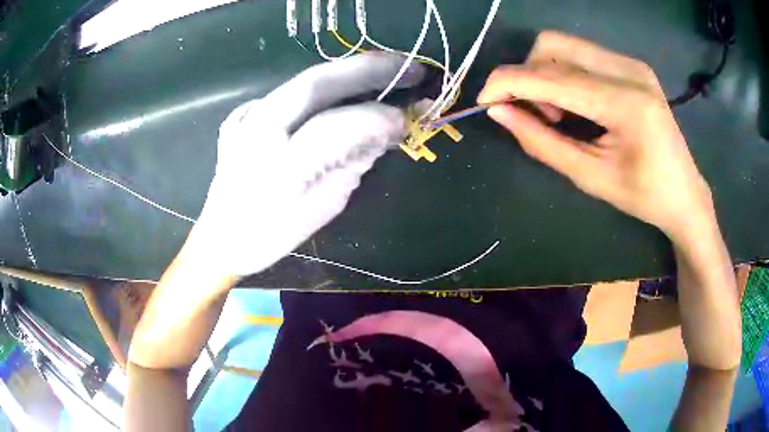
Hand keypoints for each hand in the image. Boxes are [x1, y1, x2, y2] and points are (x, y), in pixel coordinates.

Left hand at [191, 52, 424, 276]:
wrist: (220, 238)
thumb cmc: (270, 235)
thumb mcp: (321, 208)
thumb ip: (353, 165)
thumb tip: (383, 133)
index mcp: (277, 168)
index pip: (333, 127)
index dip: (375, 118)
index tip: (405, 118)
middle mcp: (256, 132)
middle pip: (315, 83)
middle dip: (366, 69)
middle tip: (407, 66)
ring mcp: (245, 118)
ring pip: (303, 81)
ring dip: (347, 74)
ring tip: (382, 72)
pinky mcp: (242, 116)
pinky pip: (289, 92)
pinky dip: (320, 88)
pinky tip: (340, 90)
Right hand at [478, 31, 714, 241]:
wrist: (685, 193)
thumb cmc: (643, 196)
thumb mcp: (590, 177)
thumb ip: (542, 142)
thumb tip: (499, 112)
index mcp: (625, 104)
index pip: (551, 76)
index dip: (508, 82)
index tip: (483, 100)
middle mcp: (628, 70)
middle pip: (553, 45)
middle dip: (528, 74)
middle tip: (535, 113)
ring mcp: (631, 63)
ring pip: (565, 45)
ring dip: (545, 73)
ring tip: (558, 112)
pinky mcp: (632, 65)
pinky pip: (582, 54)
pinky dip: (564, 74)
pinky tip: (576, 103)